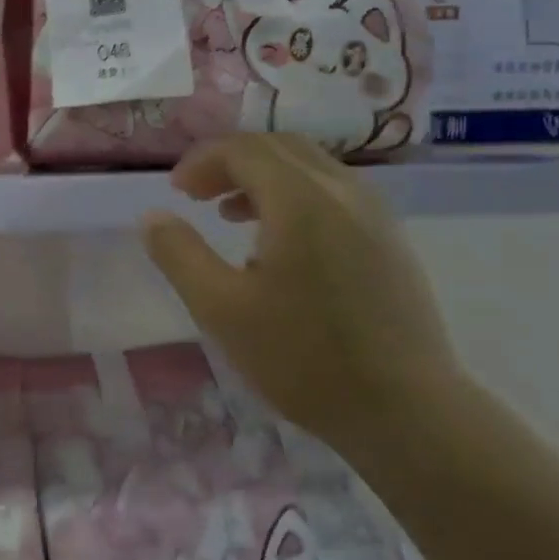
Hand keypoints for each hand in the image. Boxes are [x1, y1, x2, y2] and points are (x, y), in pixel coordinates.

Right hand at [139, 134, 466, 457]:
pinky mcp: (390, 241)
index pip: (243, 149)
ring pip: (311, 167)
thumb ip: (179, 254)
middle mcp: (343, 192)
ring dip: (263, 177)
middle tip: (197, 195)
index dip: (202, 161)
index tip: (175, 192)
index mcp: (301, 201)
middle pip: (279, 147)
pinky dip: (295, 195)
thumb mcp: (221, 308)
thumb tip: (152, 216)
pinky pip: (334, 192)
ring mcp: (375, 214)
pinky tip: (280, 245)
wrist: (406, 412)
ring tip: (231, 215)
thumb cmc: (303, 358)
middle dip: (231, 161)